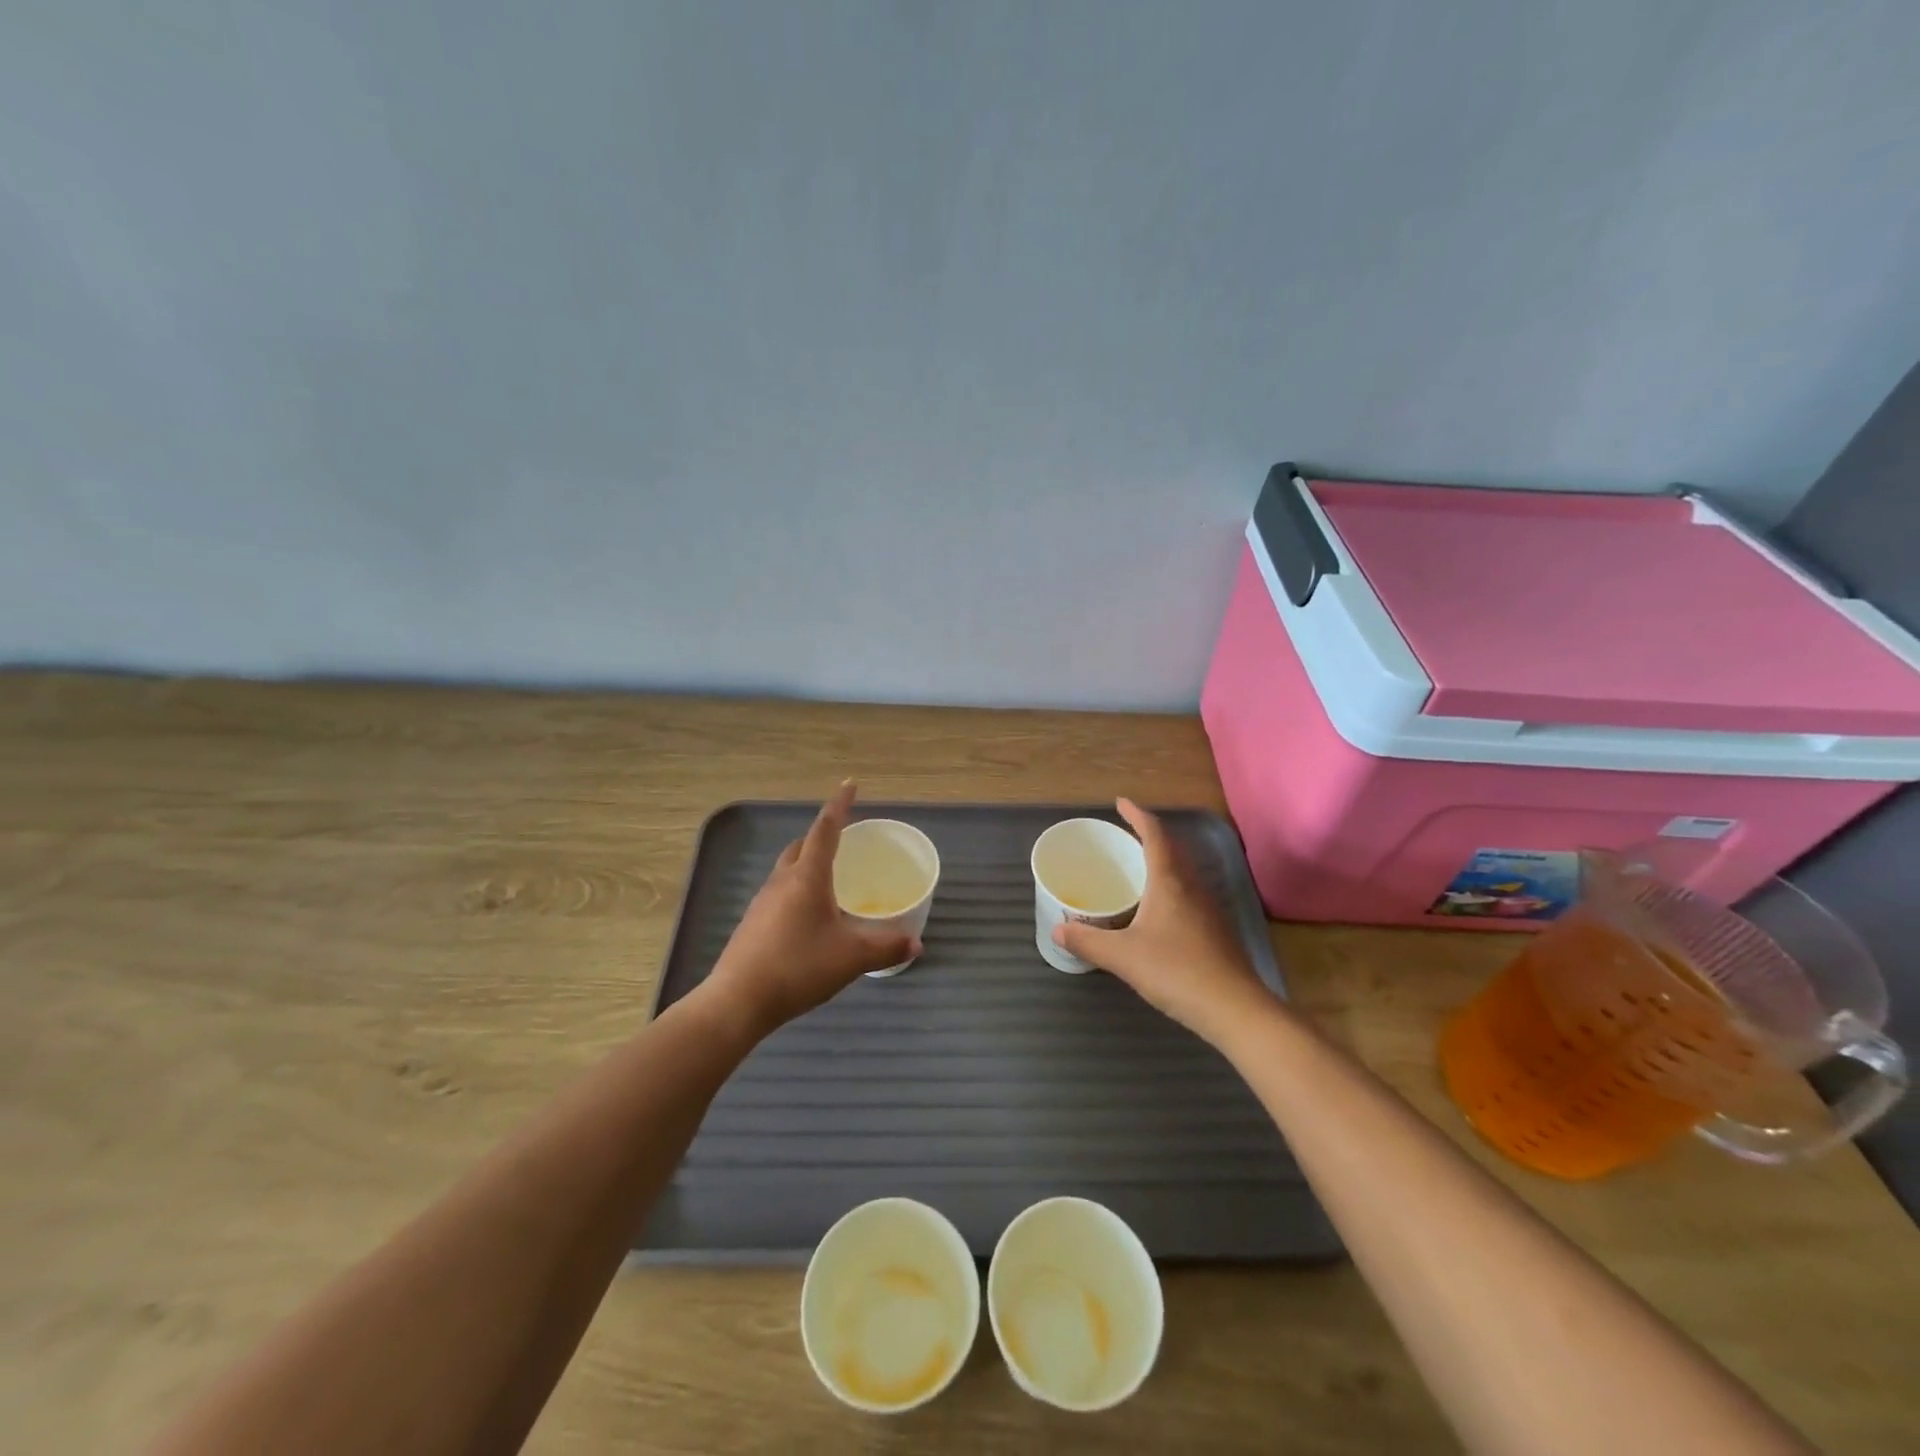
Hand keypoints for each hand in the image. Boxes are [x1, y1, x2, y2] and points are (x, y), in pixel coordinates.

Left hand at [704, 783, 919, 1031]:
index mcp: (808, 876)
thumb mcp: (851, 958)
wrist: (738, 1001)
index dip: (840, 805)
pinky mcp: (753, 923)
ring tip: (830, 878)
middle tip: (844, 839)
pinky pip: (780, 892)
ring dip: (807, 864)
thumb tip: (916, 944)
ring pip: (788, 870)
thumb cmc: (799, 967)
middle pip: (802, 846)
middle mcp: (783, 881)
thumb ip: (886, 947)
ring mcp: (763, 901)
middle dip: (822, 836)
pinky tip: (809, 916)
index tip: (849, 784)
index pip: (826, 829)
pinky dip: (797, 890)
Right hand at [1052, 799, 1274, 1043]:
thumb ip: (1088, 941)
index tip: (1121, 802)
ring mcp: (1207, 909)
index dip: (1137, 815)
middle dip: (1148, 835)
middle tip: (1124, 833)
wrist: (1235, 1010)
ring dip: (1160, 860)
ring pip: (1182, 871)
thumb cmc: (1177, 972)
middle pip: (1171, 849)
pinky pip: (1187, 893)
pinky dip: (1168, 886)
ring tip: (1136, 866)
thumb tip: (1057, 930)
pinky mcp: (1214, 930)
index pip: (1154, 835)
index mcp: (1169, 882)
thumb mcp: (1123, 957)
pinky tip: (1155, 909)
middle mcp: (1191, 887)